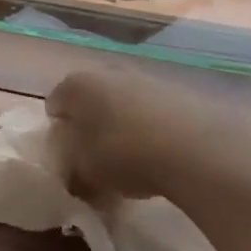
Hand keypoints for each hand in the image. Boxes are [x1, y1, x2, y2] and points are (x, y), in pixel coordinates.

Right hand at [46, 68, 250, 208]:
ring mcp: (145, 78)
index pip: (55, 104)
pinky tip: (161, 156)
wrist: (195, 150)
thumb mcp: (85, 174)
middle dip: (91, 126)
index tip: (69, 156)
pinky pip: (153, 111)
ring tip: (133, 161)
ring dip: (123, 126)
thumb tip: (75, 177)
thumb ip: (73, 173)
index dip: (60, 131)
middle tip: (98, 158)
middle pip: (90, 100)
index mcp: (76, 86)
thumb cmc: (124, 155)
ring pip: (123, 104)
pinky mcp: (178, 92)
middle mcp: (107, 72)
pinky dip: (152, 128)